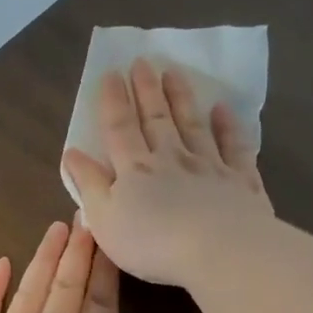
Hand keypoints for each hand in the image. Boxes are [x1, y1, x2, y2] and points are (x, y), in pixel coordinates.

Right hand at [61, 59, 274, 287]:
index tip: (111, 73)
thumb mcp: (105, 220)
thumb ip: (89, 184)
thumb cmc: (153, 243)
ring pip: (192, 124)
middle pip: (157, 119)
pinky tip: (223, 110)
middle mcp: (171, 159)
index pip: (120, 129)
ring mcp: (209, 166)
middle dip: (147, 90)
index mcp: (135, 170)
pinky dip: (228, 126)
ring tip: (174, 73)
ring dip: (182, 98)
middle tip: (142, 62)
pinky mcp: (240, 180)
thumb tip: (72, 153)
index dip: (113, 101)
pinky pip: (234, 146)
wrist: (219, 251)